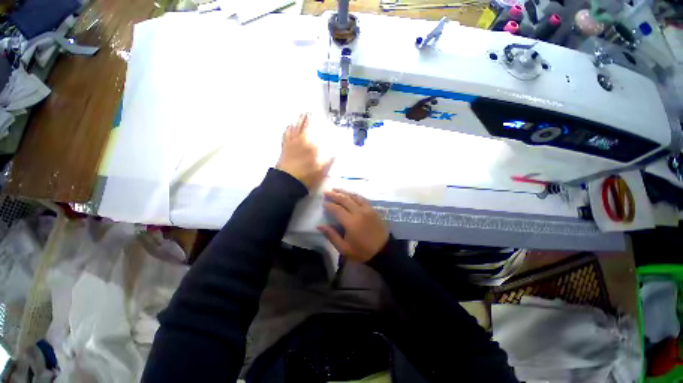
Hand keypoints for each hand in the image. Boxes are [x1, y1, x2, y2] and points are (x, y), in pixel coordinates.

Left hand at [276, 113, 332, 189]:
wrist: (288, 181)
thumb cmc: (307, 175)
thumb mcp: (322, 170)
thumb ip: (329, 159)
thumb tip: (335, 151)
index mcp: (310, 144)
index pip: (314, 130)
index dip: (316, 121)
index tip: (318, 115)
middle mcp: (300, 140)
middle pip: (303, 125)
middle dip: (307, 117)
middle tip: (309, 111)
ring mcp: (291, 143)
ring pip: (294, 127)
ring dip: (298, 121)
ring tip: (301, 115)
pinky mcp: (284, 147)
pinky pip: (286, 134)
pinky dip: (288, 128)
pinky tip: (289, 126)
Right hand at [317, 189, 388, 262]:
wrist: (384, 251)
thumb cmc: (362, 251)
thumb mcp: (344, 248)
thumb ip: (331, 235)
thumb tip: (319, 226)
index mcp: (351, 222)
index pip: (337, 209)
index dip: (329, 205)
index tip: (323, 203)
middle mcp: (359, 212)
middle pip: (345, 199)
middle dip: (335, 195)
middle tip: (326, 192)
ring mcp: (368, 209)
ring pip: (354, 196)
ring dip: (344, 192)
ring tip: (336, 189)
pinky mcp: (373, 209)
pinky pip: (362, 199)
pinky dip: (354, 195)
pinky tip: (350, 194)